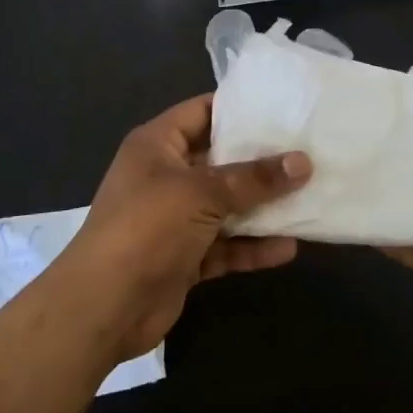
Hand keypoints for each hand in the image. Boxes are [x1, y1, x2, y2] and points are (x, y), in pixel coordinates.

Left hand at [58, 93, 311, 365]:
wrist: (104, 306)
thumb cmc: (147, 227)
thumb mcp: (202, 193)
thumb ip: (254, 178)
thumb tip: (303, 162)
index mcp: (158, 145)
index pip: (202, 112)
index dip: (238, 108)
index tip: (282, 107)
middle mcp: (166, 175)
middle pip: (220, 159)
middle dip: (261, 160)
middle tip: (307, 150)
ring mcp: (175, 218)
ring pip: (226, 205)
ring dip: (262, 206)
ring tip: (308, 197)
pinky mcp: (185, 256)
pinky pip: (225, 245)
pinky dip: (252, 246)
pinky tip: (288, 248)